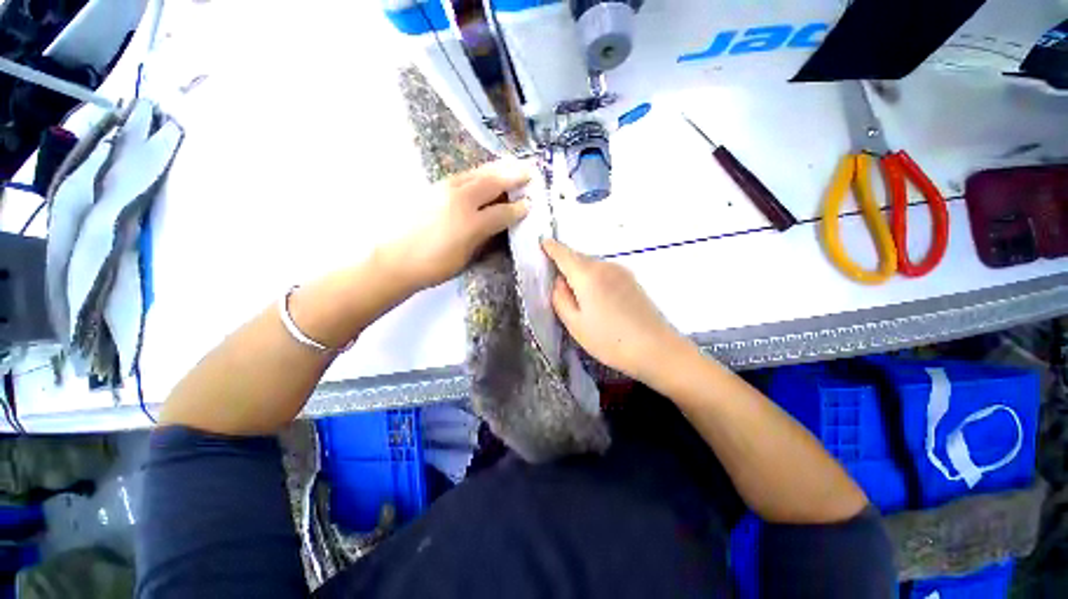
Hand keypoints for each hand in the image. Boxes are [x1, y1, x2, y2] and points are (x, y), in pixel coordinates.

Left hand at [383, 161, 531, 290]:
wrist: (395, 259)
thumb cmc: (434, 265)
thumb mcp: (466, 255)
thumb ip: (485, 235)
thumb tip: (499, 222)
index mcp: (471, 222)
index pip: (502, 211)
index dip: (518, 208)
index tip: (530, 204)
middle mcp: (460, 199)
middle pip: (492, 182)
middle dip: (513, 176)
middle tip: (529, 171)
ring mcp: (445, 188)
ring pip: (477, 173)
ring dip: (497, 169)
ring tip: (511, 164)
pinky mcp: (433, 186)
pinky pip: (464, 175)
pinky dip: (480, 172)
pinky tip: (485, 173)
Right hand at [542, 238, 691, 382]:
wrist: (657, 349)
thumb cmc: (610, 340)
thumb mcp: (575, 324)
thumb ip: (560, 298)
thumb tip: (558, 282)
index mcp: (587, 274)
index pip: (563, 253)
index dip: (550, 247)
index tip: (541, 243)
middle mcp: (605, 266)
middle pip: (578, 258)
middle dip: (564, 263)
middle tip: (555, 281)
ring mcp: (621, 272)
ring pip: (592, 266)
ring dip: (580, 273)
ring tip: (576, 296)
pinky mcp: (632, 281)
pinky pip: (604, 272)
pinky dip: (594, 278)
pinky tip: (596, 299)